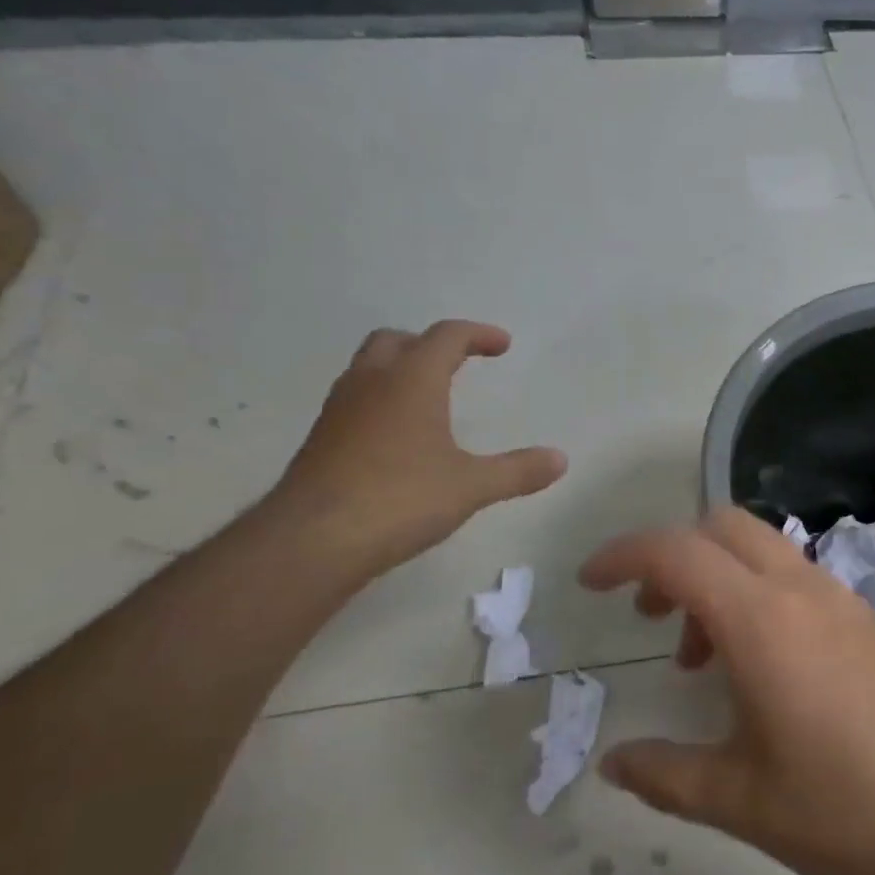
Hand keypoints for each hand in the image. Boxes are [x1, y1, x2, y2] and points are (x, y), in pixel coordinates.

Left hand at [268, 321, 565, 574]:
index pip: (446, 336)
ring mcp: (339, 410)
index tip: (502, 345)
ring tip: (429, 397)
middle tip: (457, 363)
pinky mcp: (321, 439)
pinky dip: (381, 400)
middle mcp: (371, 383)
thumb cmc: (401, 499)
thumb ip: (518, 470)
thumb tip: (561, 459)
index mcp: (412, 380)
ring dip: (400, 369)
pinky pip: (355, 400)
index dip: (478, 335)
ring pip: (369, 368)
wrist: (313, 539)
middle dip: (430, 344)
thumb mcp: (471, 486)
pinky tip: (397, 438)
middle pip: (397, 340)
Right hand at [579, 507, 874, 874]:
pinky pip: (791, 577)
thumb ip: (666, 775)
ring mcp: (839, 598)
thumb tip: (614, 762)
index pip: (676, 552)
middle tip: (650, 617)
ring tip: (701, 658)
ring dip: (715, 578)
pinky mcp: (864, 618)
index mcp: (762, 620)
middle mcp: (800, 590)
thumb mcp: (741, 800)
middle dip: (672, 556)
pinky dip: (753, 594)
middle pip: (721, 526)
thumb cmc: (846, 809)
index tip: (590, 584)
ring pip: (759, 548)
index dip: (623, 556)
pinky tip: (756, 667)